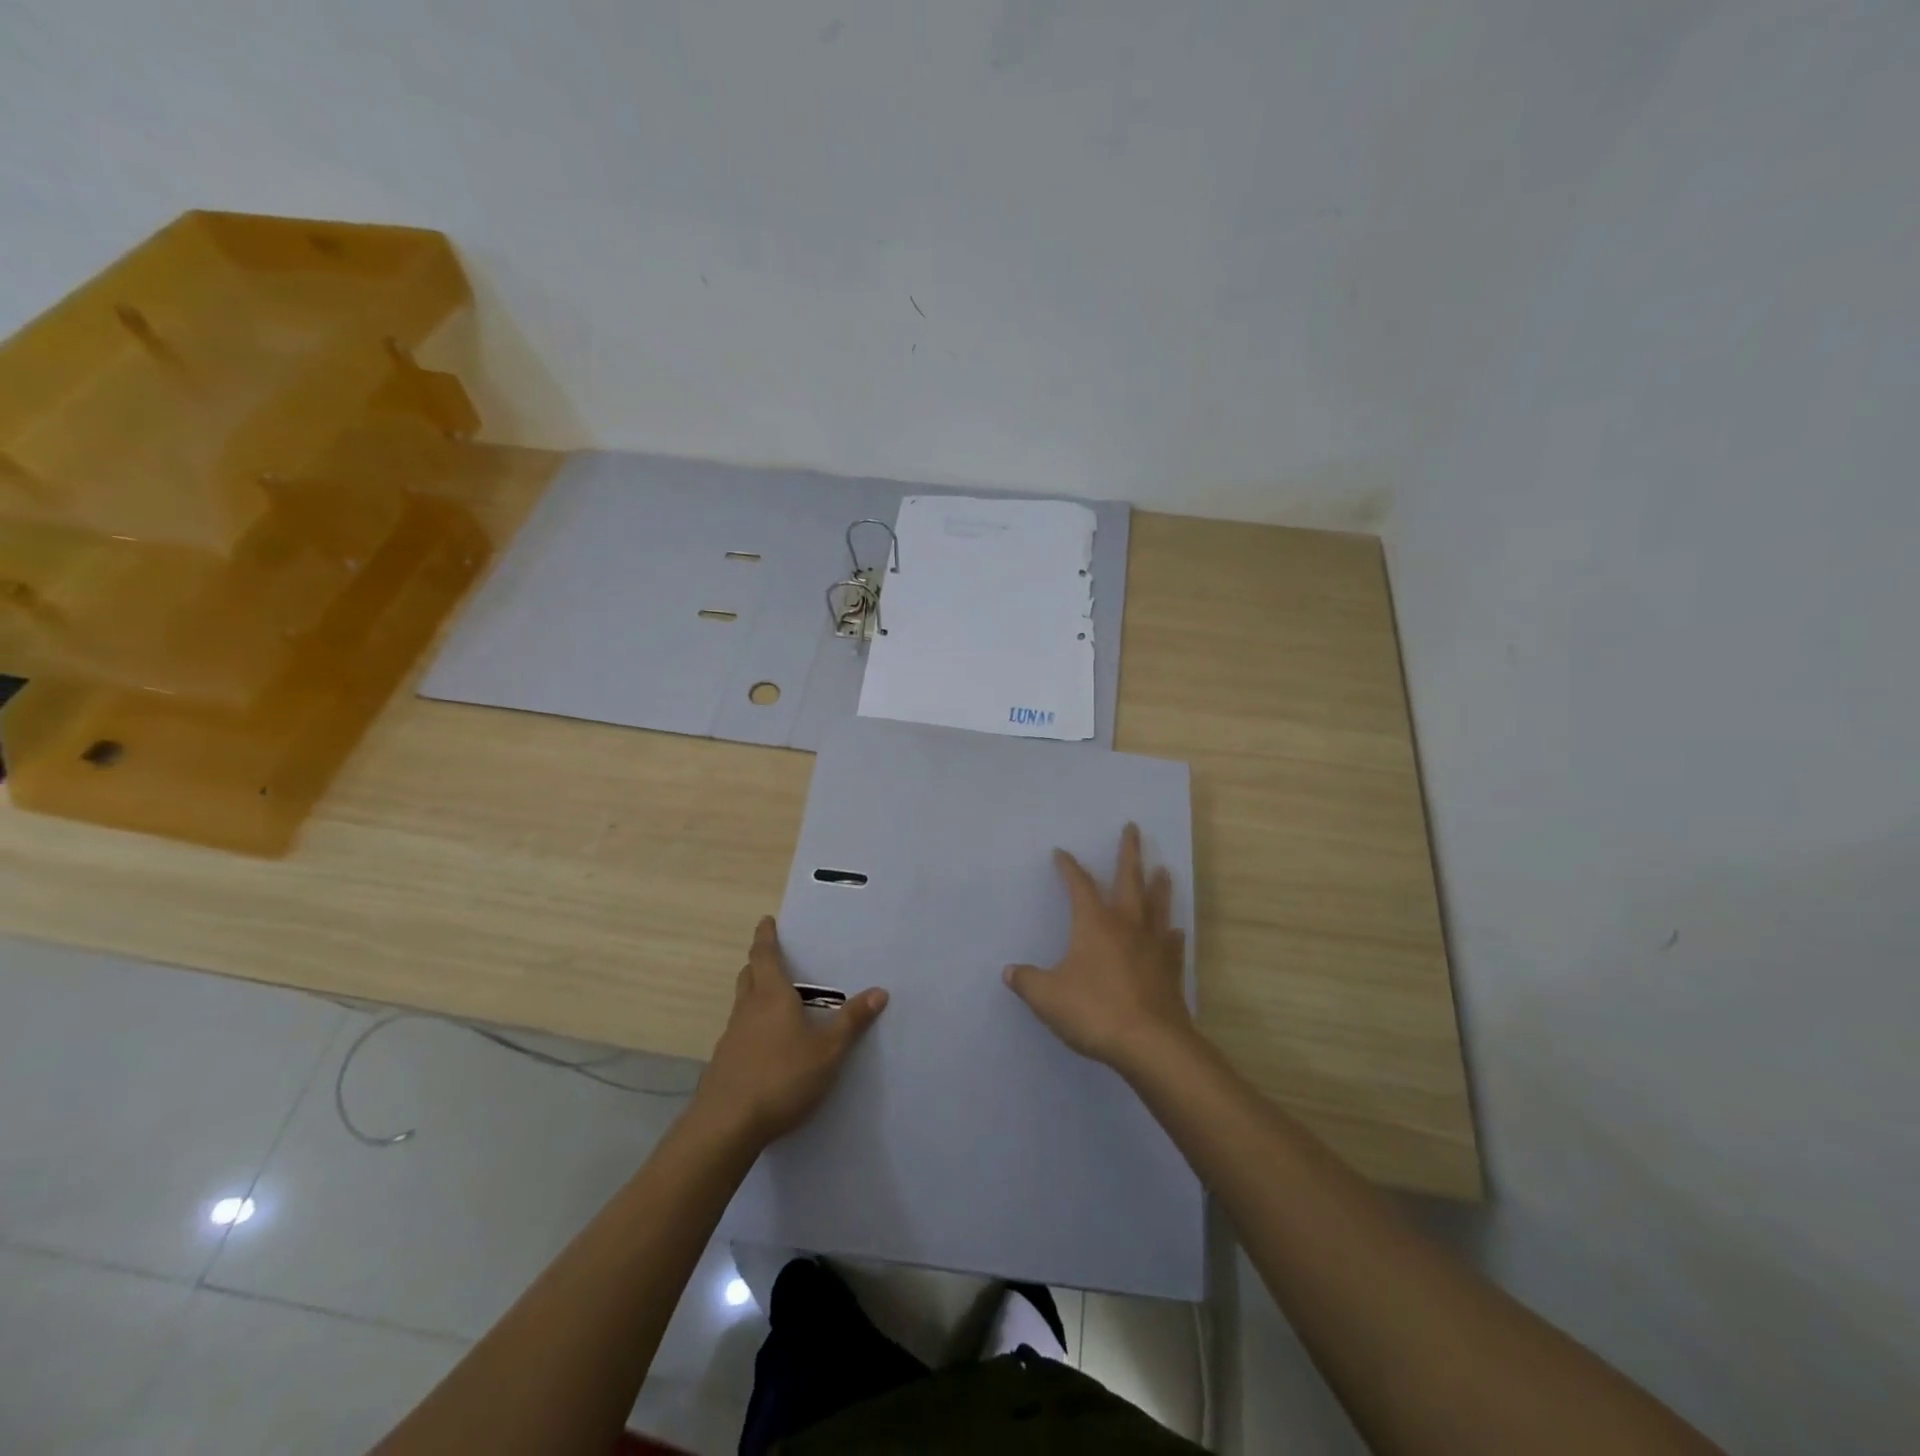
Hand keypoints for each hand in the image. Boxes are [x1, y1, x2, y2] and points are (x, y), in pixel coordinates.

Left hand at [694, 917, 887, 1144]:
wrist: (726, 1126)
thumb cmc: (781, 1077)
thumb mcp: (828, 1051)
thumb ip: (851, 1021)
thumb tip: (879, 991)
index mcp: (771, 997)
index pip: (765, 955)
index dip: (766, 936)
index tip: (765, 921)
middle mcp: (747, 1010)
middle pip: (748, 976)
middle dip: (758, 963)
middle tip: (772, 958)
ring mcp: (730, 1038)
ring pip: (741, 1005)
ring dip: (753, 995)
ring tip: (774, 1003)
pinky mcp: (723, 1065)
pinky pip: (738, 1034)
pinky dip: (750, 1028)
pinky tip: (765, 1048)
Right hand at [1004, 822, 1192, 1072]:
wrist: (1150, 1044)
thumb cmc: (1094, 1011)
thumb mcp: (1047, 997)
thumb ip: (1027, 981)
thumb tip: (1010, 972)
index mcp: (1094, 923)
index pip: (1079, 885)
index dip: (1069, 867)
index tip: (1061, 852)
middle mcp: (1126, 925)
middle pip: (1129, 880)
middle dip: (1129, 853)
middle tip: (1133, 828)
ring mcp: (1153, 946)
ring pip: (1157, 906)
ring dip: (1159, 885)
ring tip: (1163, 869)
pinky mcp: (1170, 970)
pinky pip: (1171, 944)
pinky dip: (1172, 934)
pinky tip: (1175, 930)